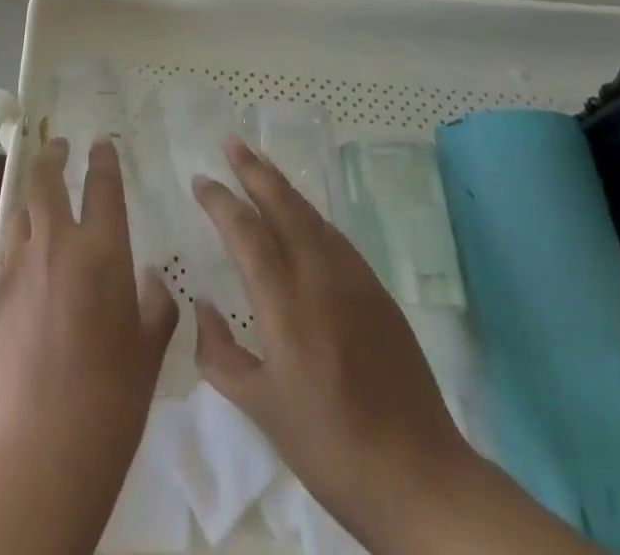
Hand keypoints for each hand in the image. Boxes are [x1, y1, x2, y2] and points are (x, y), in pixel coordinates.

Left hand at [0, 136, 177, 554]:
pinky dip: (18, 242)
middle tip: (59, 145)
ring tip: (41, 205)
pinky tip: (27, 263)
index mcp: (101, 253)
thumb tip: (150, 280)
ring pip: (19, 212)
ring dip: (31, 200)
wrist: (33, 462)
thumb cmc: (109, 408)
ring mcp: (17, 270)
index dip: (103, 160)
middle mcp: (55, 246)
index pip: (103, 187)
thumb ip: (155, 308)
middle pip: (46, 181)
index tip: (102, 142)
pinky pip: (5, 252)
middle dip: (53, 155)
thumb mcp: (148, 357)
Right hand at [192, 138, 596, 554]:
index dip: (220, 200)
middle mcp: (319, 277)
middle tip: (232, 142)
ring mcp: (355, 280)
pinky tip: (303, 217)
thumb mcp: (262, 409)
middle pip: (283, 205)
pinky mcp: (379, 293)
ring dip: (282, 186)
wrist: (419, 477)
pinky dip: (310, 215)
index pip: (245, 232)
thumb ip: (220, 354)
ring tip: (260, 165)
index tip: (200, 180)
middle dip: (254, 170)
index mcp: (285, 303)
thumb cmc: (329, 446)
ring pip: (312, 215)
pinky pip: (335, 237)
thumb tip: (201, 306)